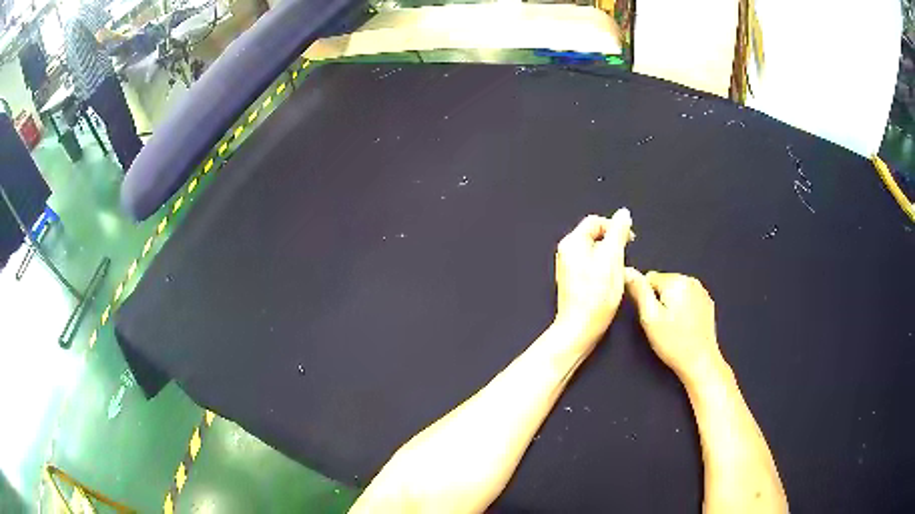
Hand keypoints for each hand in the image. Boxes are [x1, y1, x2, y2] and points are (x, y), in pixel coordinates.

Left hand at [554, 210, 632, 347]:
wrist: (580, 328)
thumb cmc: (596, 297)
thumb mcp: (612, 259)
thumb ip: (618, 233)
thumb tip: (623, 214)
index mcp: (573, 242)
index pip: (595, 221)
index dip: (615, 226)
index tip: (630, 239)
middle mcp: (567, 252)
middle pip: (595, 236)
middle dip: (613, 244)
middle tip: (624, 258)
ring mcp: (569, 267)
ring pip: (596, 252)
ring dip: (611, 257)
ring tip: (618, 272)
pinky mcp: (574, 281)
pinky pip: (592, 266)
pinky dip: (604, 269)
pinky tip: (610, 283)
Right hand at [624, 269, 723, 382]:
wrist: (700, 361)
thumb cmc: (674, 342)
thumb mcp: (649, 318)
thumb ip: (639, 291)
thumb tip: (627, 271)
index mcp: (676, 281)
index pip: (649, 278)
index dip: (646, 299)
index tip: (652, 317)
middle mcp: (691, 280)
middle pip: (663, 283)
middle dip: (659, 301)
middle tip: (661, 324)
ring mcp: (701, 291)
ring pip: (675, 291)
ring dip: (671, 305)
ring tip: (673, 327)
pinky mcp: (707, 303)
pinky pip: (687, 299)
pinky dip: (683, 309)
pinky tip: (684, 326)